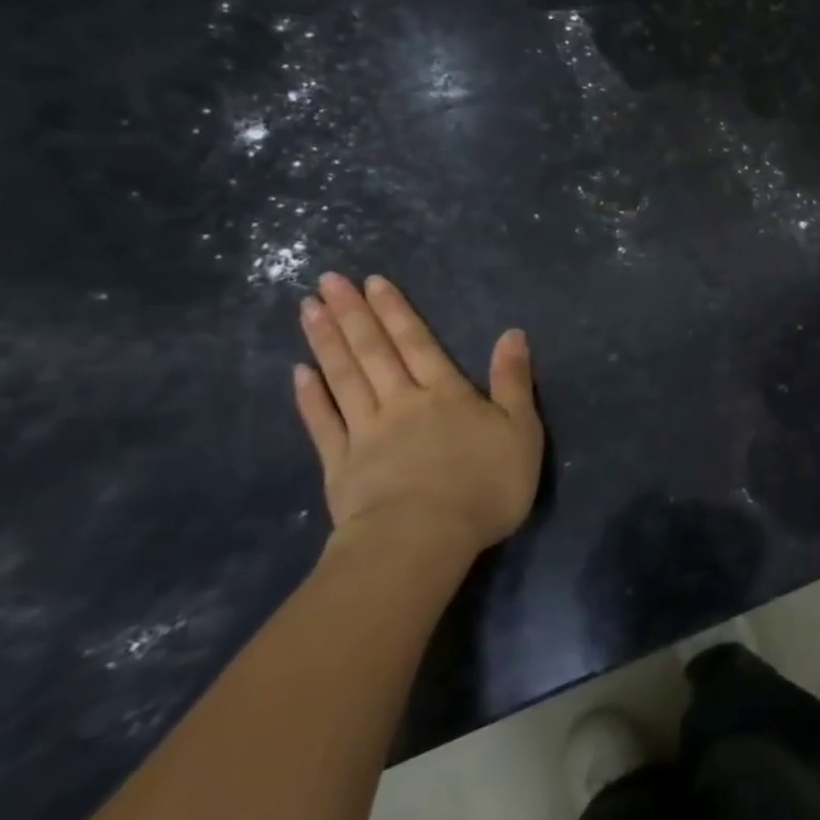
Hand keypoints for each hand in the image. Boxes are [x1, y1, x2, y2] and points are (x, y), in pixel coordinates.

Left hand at [293, 272, 543, 558]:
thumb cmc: (484, 484)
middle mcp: (402, 402)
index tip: (373, 281)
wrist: (423, 539)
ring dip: (327, 342)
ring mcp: (365, 433)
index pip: (418, 343)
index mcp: (446, 394)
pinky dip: (311, 397)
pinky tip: (299, 373)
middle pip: (375, 352)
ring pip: (344, 378)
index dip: (397, 311)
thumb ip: (513, 380)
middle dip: (354, 314)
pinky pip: (323, 424)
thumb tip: (512, 333)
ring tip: (308, 309)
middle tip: (329, 280)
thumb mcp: (521, 430)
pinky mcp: (340, 466)